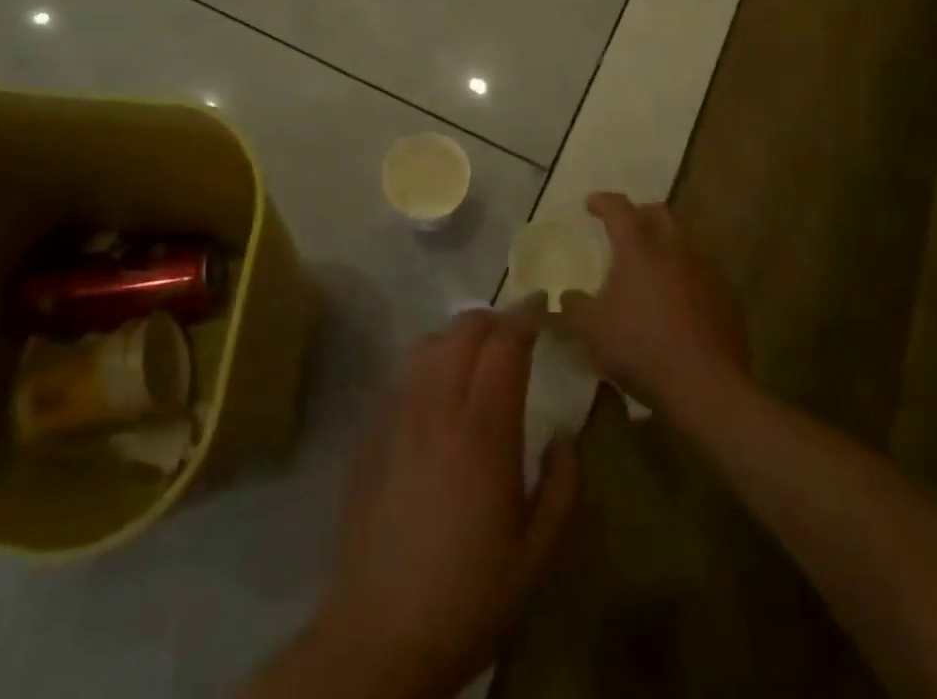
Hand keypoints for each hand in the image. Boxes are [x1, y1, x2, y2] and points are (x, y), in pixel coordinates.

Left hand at [311, 309, 579, 698]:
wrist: (380, 632)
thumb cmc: (470, 596)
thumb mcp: (538, 555)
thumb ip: (563, 487)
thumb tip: (564, 434)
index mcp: (482, 430)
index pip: (504, 345)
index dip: (525, 317)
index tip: (542, 305)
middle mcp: (436, 406)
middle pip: (463, 330)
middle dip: (493, 318)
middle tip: (516, 330)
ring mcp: (397, 415)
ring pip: (428, 344)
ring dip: (458, 335)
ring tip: (478, 354)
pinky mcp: (372, 431)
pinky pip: (404, 374)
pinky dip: (429, 362)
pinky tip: (439, 392)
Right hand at [561, 192, 747, 417]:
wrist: (706, 387)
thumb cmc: (640, 347)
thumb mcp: (591, 330)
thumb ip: (574, 307)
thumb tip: (569, 296)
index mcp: (638, 246)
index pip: (618, 208)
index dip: (602, 202)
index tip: (590, 205)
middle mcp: (674, 248)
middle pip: (659, 214)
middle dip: (640, 215)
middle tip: (625, 230)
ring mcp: (706, 271)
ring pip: (684, 242)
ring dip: (666, 246)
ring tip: (651, 267)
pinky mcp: (728, 298)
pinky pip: (702, 274)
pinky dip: (686, 276)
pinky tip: (678, 302)